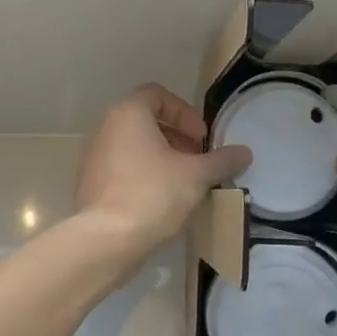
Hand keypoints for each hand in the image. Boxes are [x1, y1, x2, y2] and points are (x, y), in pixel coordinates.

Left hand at [75, 85, 251, 258]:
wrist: (106, 240)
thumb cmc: (152, 194)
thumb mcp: (196, 176)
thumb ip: (221, 160)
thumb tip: (245, 152)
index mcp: (128, 114)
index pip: (157, 95)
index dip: (185, 113)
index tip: (202, 138)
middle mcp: (106, 129)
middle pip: (146, 121)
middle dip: (177, 137)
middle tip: (198, 160)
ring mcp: (94, 158)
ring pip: (134, 147)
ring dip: (162, 158)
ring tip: (185, 182)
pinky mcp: (91, 185)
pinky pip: (123, 169)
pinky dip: (144, 175)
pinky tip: (163, 201)